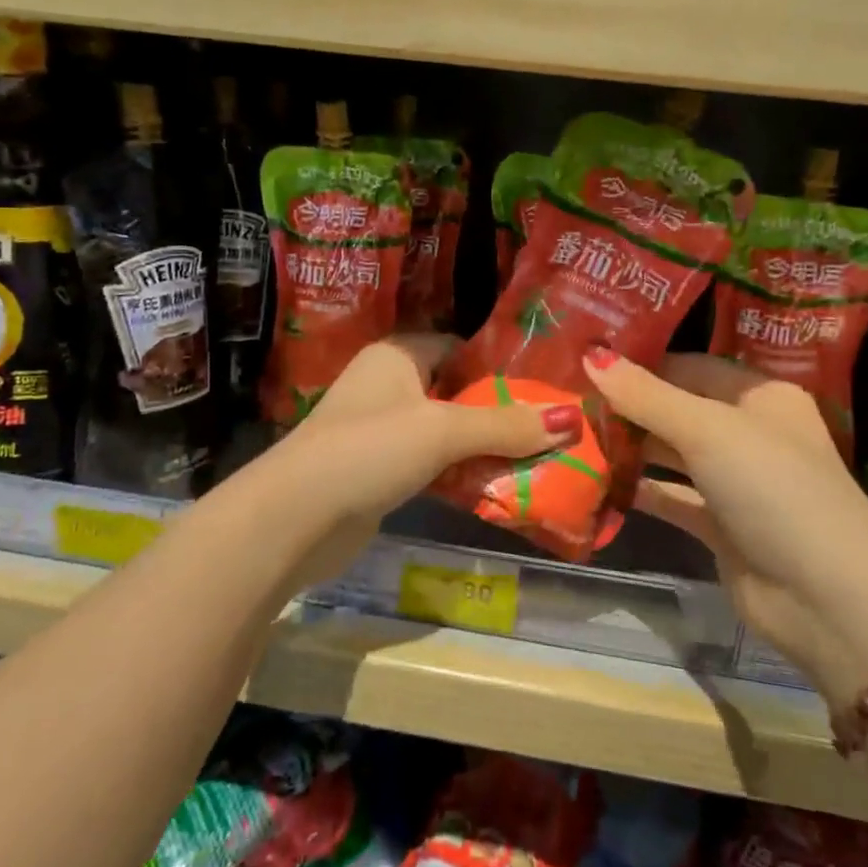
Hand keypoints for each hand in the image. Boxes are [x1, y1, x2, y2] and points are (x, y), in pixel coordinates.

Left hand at [254, 336, 580, 588]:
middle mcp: (388, 385)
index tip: (546, 388)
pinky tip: (497, 487)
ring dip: (483, 447)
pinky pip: (432, 463)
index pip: (460, 348)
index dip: (501, 366)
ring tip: (537, 459)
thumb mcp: (443, 430)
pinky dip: (460, 473)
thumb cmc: (370, 449)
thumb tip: (572, 421)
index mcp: (398, 355)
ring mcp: (380, 429)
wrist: (296, 517)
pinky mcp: (379, 470)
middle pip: (457, 392)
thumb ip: (505, 425)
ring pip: (446, 431)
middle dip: (500, 412)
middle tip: (551, 428)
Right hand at [583, 351, 867, 703]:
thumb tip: (590, 355)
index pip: (690, 366)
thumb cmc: (774, 488)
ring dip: (629, 446)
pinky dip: (639, 489)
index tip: (585, 358)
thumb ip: (647, 396)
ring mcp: (734, 481)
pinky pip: (670, 496)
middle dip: (628, 405)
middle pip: (677, 408)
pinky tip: (594, 479)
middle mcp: (748, 432)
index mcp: (759, 396)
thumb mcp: (708, 431)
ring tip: (572, 432)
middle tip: (567, 396)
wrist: (827, 599)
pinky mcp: (720, 524)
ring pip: (671, 453)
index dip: (640, 362)